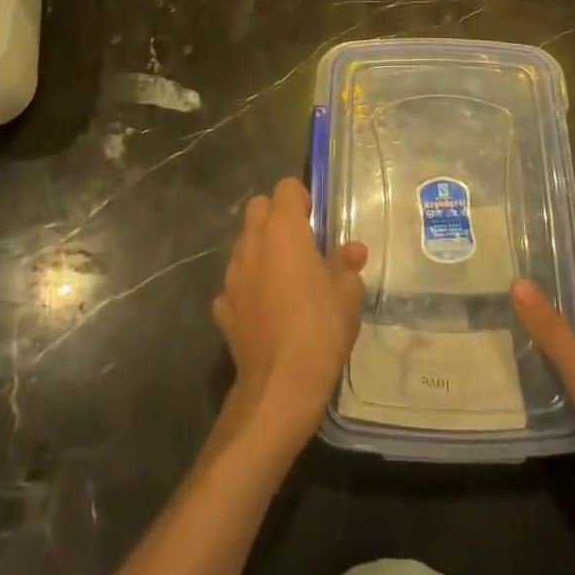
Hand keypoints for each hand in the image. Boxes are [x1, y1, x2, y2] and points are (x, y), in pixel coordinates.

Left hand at [213, 178, 366, 439]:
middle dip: (276, 216)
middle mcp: (253, 243)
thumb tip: (352, 250)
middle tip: (300, 242)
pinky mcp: (223, 307)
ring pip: (244, 245)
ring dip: (261, 251)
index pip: (286, 188)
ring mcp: (233, 276)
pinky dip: (248, 288)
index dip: (301, 199)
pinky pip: (235, 284)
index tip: (315, 220)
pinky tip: (265, 310)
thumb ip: (346, 264)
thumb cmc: (320, 328)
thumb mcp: (348, 293)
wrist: (280, 386)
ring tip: (284, 278)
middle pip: (257, 208)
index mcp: (284, 230)